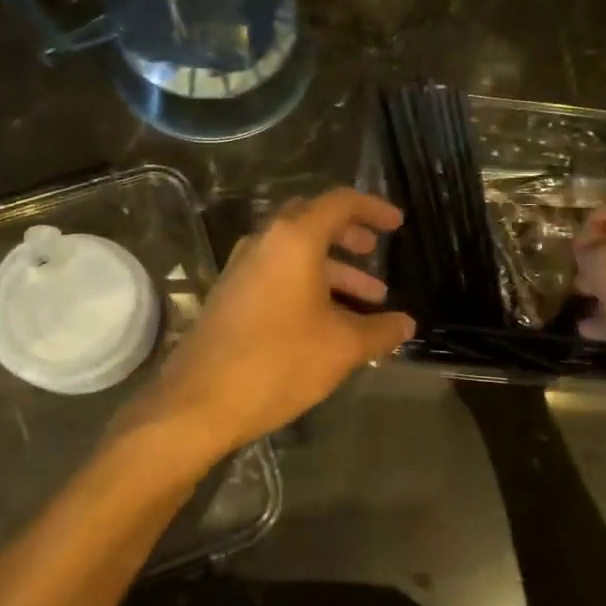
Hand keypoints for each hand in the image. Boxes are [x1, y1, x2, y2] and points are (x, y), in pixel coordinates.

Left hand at [131, 189, 415, 471]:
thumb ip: (380, 331)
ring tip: (369, 300)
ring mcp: (243, 267)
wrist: (198, 402)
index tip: (397, 224)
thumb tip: (406, 325)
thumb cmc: (279, 362)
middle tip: (375, 252)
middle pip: (314, 220)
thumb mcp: (342, 347)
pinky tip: (329, 320)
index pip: (340, 203)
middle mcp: (265, 241)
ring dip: (333, 268)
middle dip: (349, 234)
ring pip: (296, 251)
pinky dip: (308, 283)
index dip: (373, 208)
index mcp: (294, 239)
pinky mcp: (231, 293)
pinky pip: (278, 273)